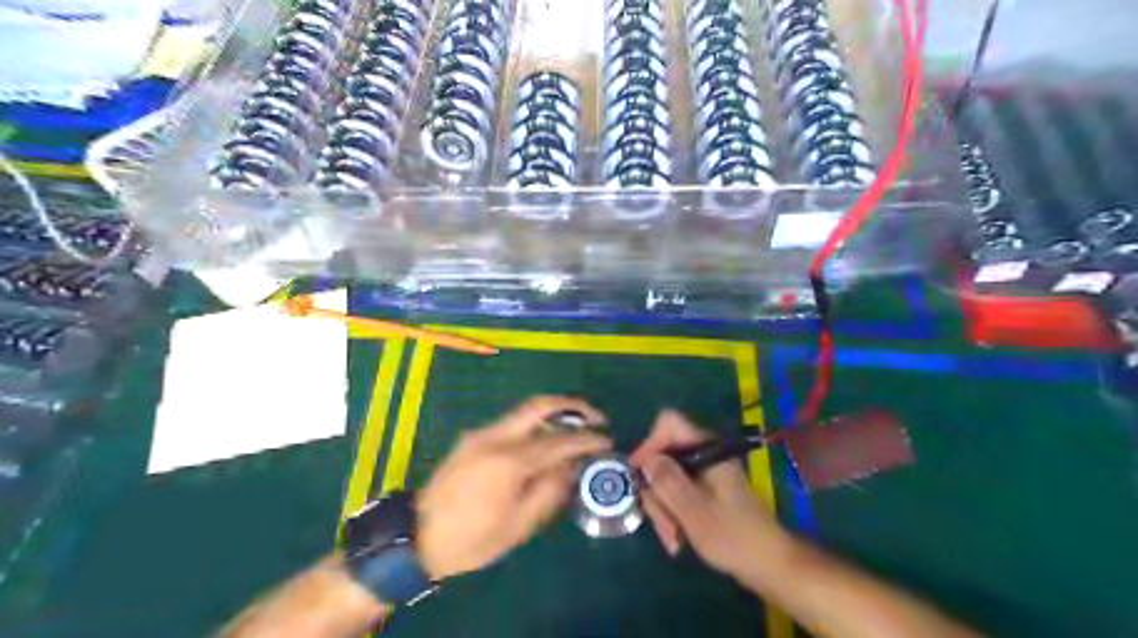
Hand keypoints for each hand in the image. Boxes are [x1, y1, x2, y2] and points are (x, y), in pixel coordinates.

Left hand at [414, 399, 608, 581]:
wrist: (416, 537)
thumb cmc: (471, 540)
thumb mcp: (518, 526)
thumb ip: (549, 491)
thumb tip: (571, 466)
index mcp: (509, 461)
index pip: (559, 441)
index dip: (587, 439)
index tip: (607, 441)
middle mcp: (495, 437)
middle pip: (540, 405)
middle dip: (573, 406)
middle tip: (595, 418)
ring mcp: (481, 433)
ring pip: (525, 412)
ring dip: (554, 415)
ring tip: (575, 430)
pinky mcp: (472, 438)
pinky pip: (511, 424)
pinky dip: (535, 427)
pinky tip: (544, 444)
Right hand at [626, 409, 787, 582]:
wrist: (770, 565)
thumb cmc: (734, 536)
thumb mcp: (695, 511)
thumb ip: (668, 482)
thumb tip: (645, 460)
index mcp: (707, 450)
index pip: (669, 424)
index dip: (649, 444)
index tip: (639, 475)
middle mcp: (704, 456)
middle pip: (663, 456)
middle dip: (656, 491)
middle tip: (661, 523)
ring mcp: (704, 474)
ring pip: (667, 479)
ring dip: (663, 509)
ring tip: (673, 540)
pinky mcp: (704, 491)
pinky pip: (677, 494)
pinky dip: (673, 514)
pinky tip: (678, 539)